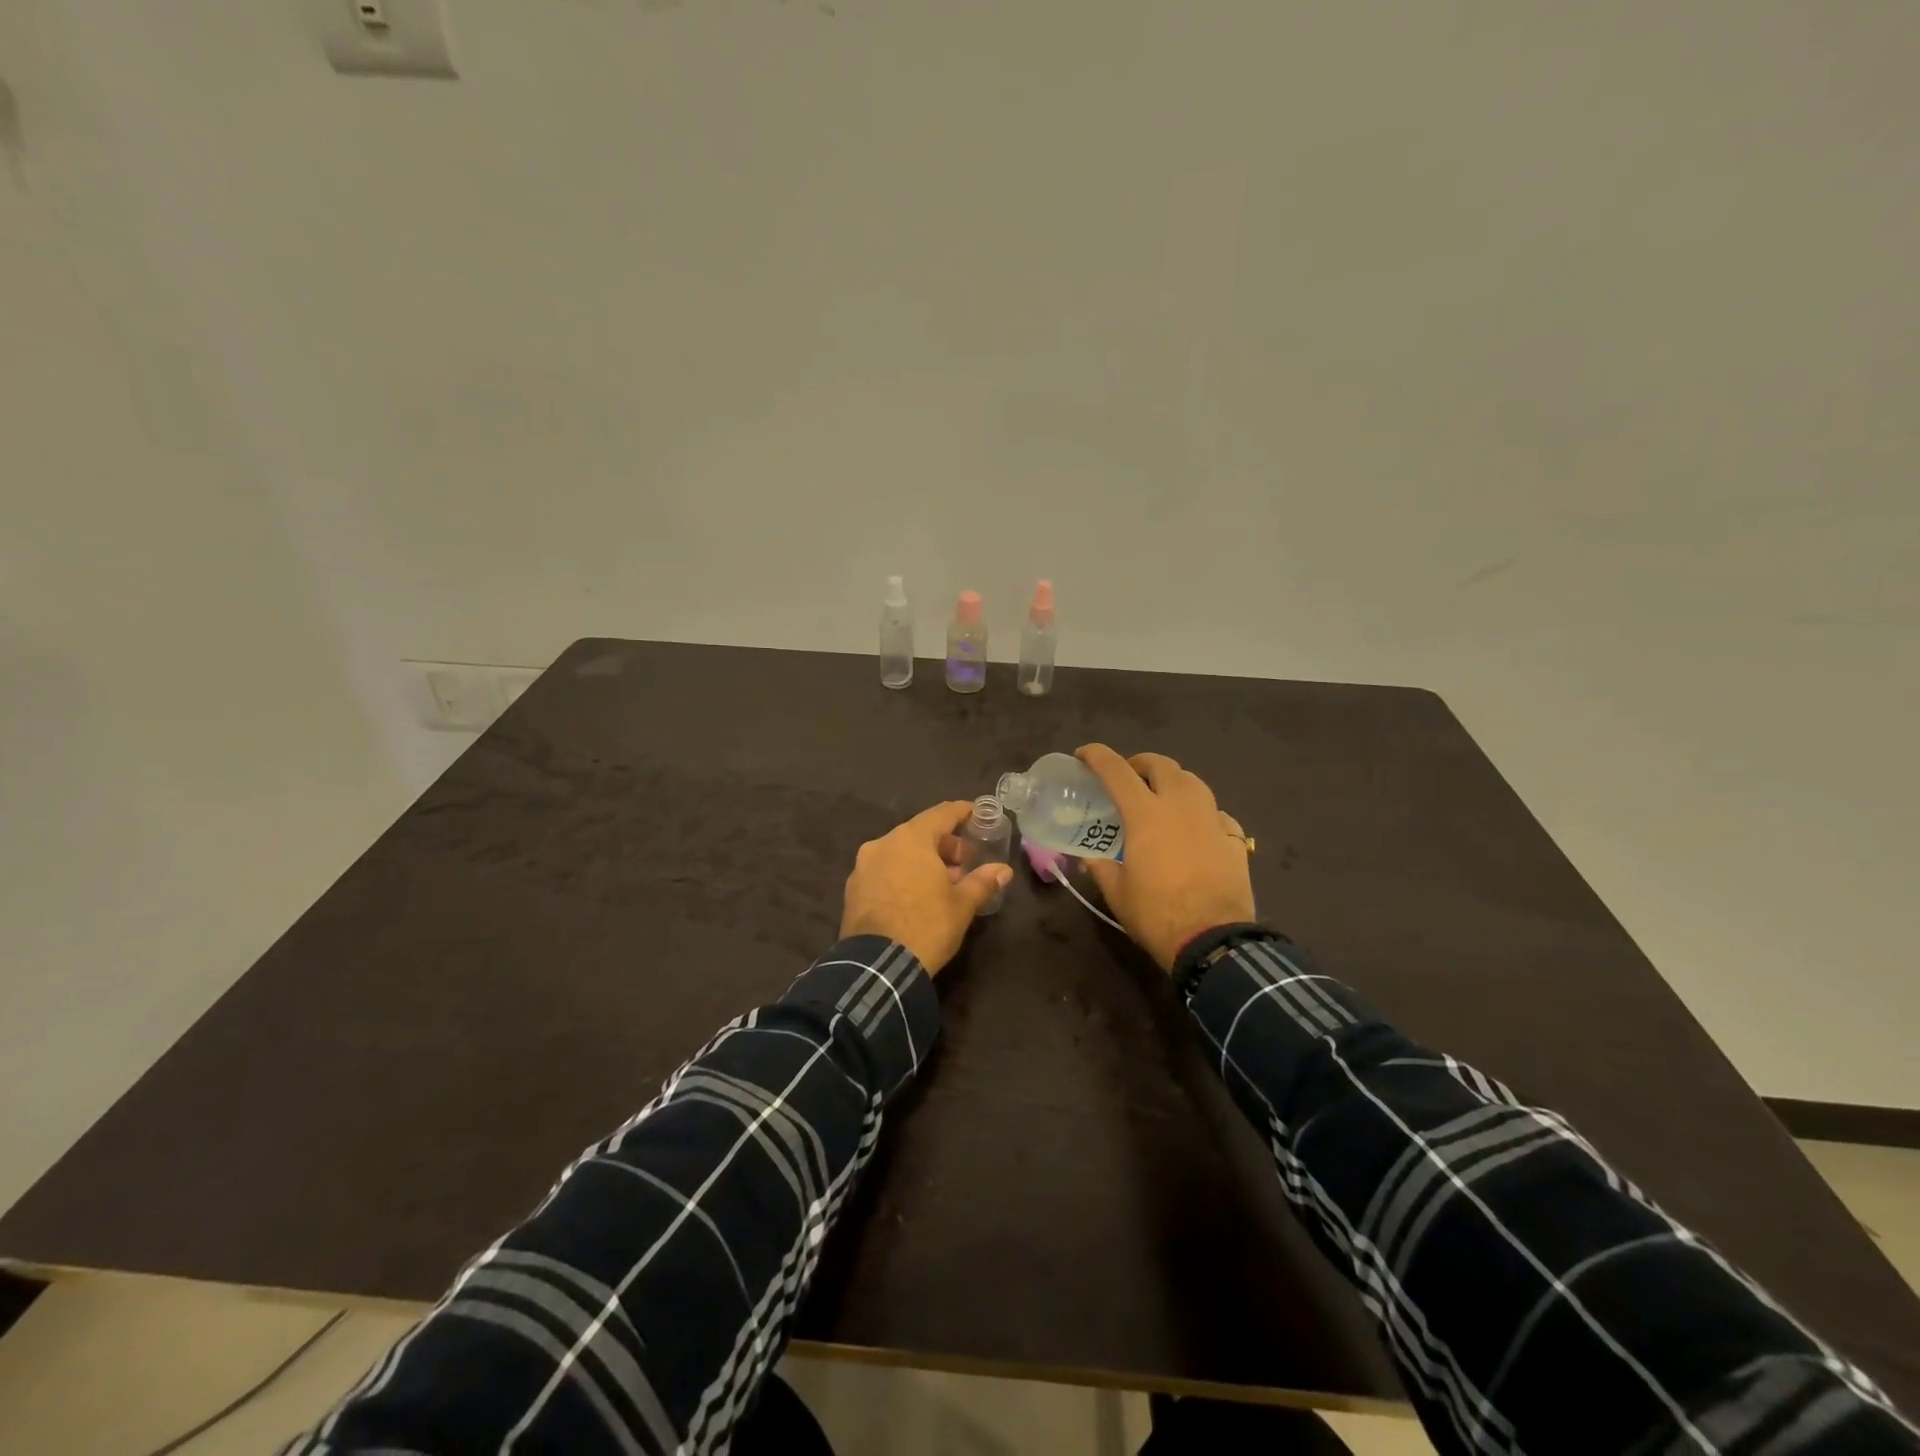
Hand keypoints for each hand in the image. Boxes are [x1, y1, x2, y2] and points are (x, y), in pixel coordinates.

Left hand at [841, 801, 1013, 974]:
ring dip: (923, 862)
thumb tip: (1003, 870)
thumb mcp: (962, 905)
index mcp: (910, 839)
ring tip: (943, 885)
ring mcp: (863, 866)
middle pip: (919, 833)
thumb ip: (982, 881)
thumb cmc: (926, 925)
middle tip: (965, 863)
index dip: (962, 812)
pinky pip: (884, 872)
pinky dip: (903, 875)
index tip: (977, 814)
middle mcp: (883, 844)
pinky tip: (917, 897)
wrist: (877, 966)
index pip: (941, 814)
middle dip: (945, 845)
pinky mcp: (853, 889)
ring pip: (900, 853)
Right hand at [1075, 745, 1255, 971]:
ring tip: (1162, 798)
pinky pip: (1216, 813)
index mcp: (1146, 814)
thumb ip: (1100, 867)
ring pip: (1193, 781)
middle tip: (1128, 779)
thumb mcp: (1117, 892)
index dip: (1096, 756)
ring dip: (1173, 781)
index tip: (1083, 755)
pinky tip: (1196, 830)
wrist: (1214, 940)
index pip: (1116, 770)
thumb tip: (1090, 857)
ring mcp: (1212, 820)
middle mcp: (1180, 806)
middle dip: (1140, 763)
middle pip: (1161, 764)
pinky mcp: (1234, 839)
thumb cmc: (1157, 914)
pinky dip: (1201, 813)